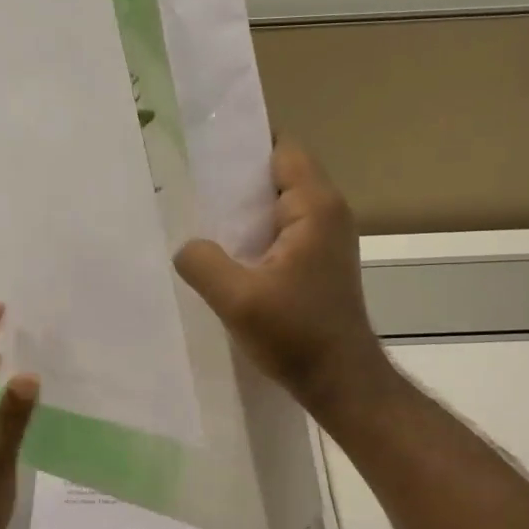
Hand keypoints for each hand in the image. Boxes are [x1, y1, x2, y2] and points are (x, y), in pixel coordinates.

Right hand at [175, 139, 391, 419]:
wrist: (341, 382)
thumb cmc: (297, 335)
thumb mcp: (238, 299)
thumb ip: (203, 262)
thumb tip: (186, 246)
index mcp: (315, 206)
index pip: (281, 149)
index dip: (244, 146)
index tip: (202, 151)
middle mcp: (328, 212)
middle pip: (279, 174)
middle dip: (237, 179)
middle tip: (189, 186)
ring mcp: (326, 238)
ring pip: (279, 205)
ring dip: (245, 211)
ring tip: (200, 217)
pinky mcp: (319, 262)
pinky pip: (282, 230)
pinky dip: (256, 234)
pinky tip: (225, 252)